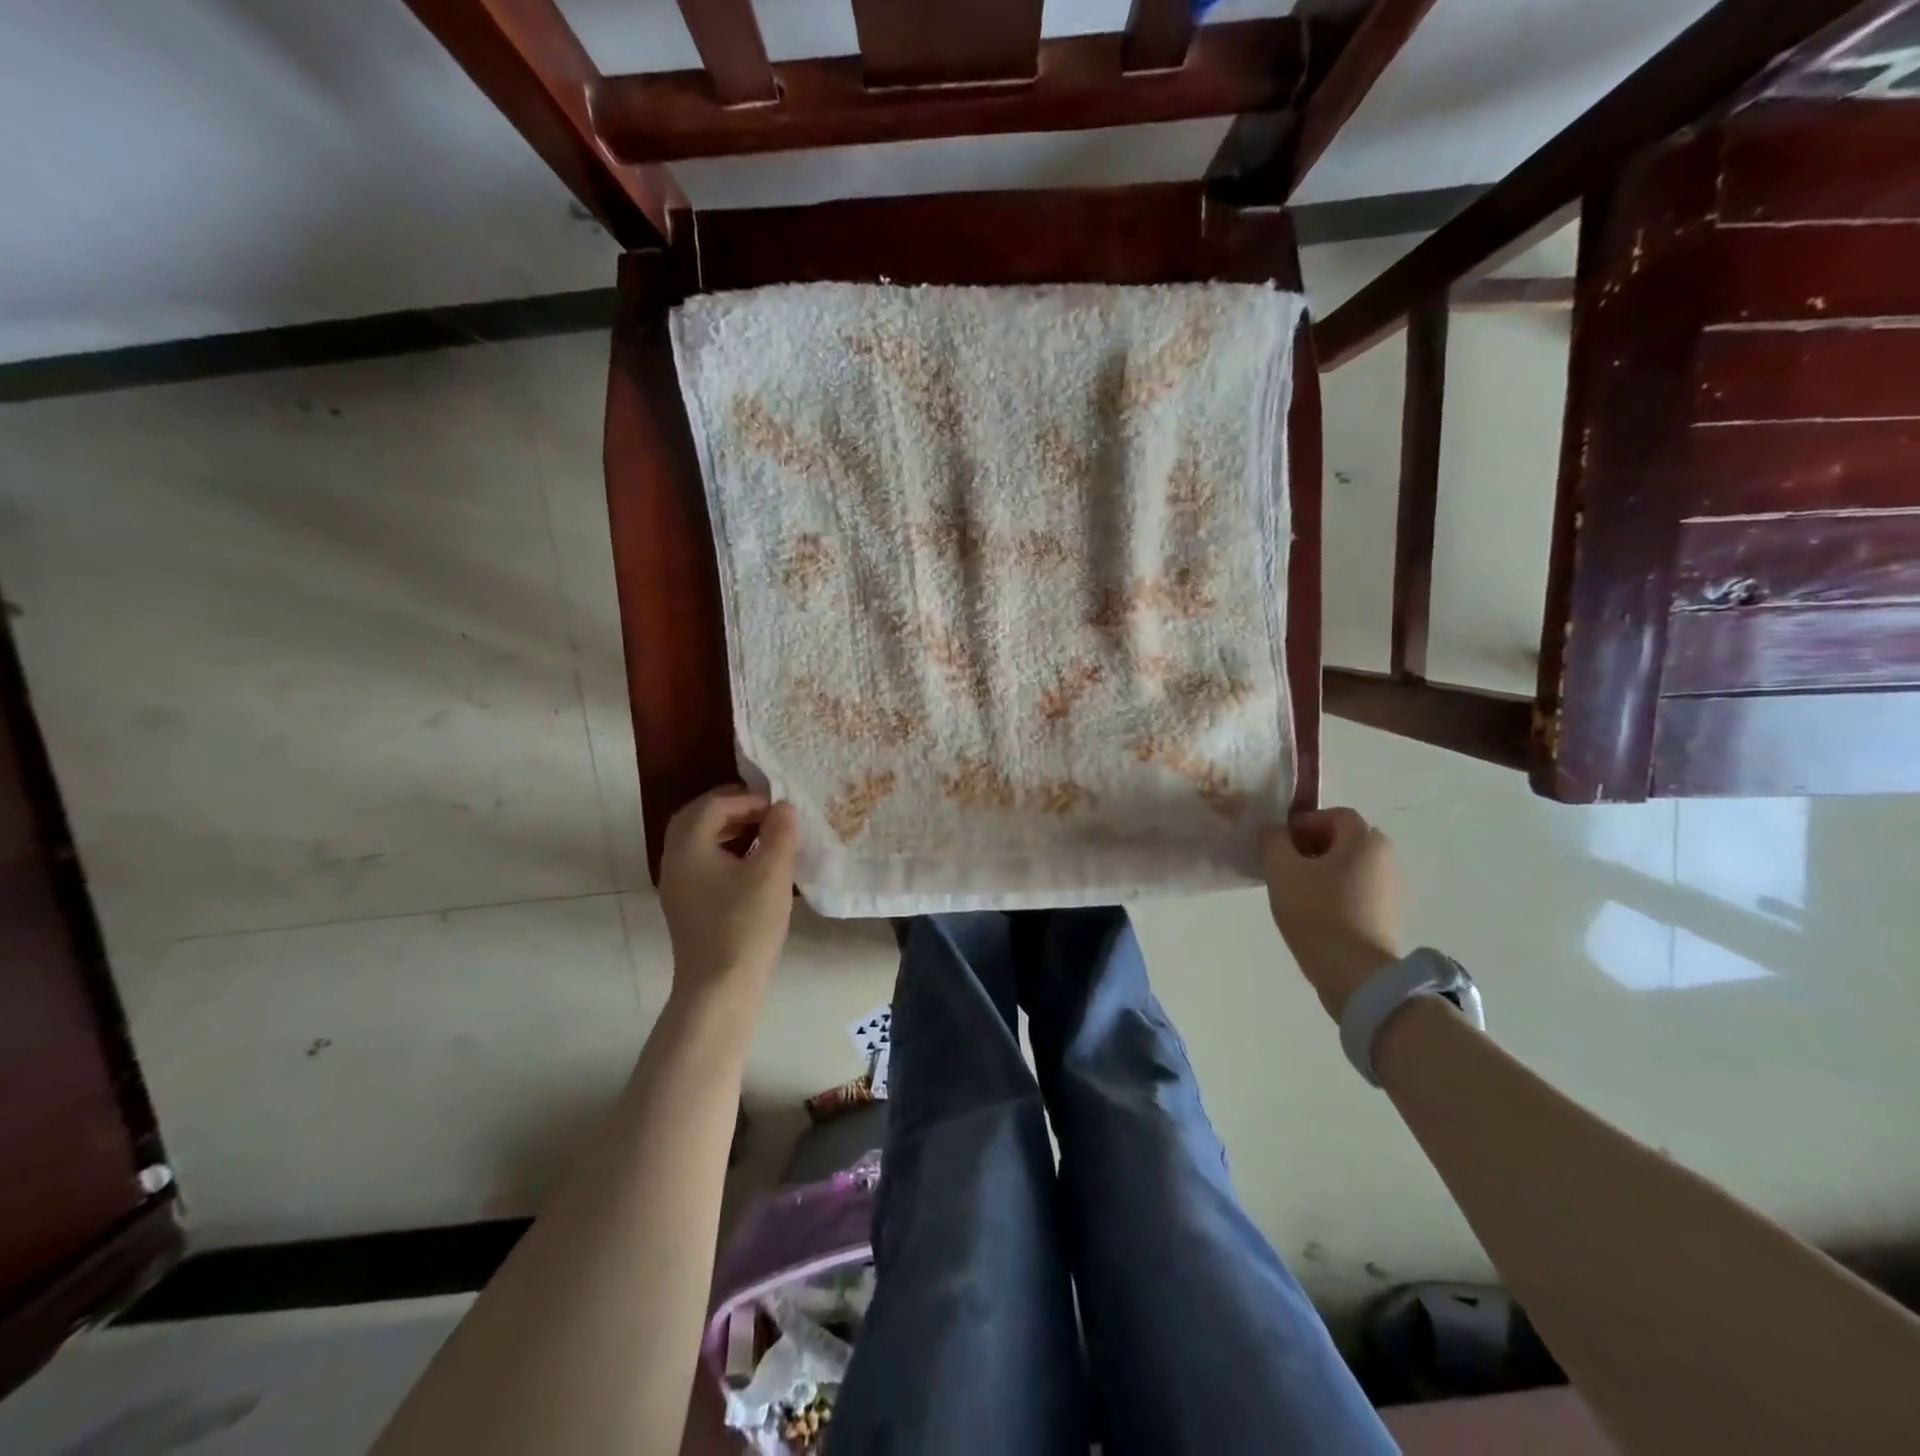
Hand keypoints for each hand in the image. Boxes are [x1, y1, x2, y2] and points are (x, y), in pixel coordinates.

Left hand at [658, 787, 799, 1006]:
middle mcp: (674, 860)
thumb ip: (780, 832)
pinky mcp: (685, 904)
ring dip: (728, 829)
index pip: (713, 804)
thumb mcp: (772, 872)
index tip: (779, 807)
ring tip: (763, 835)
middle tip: (766, 812)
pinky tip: (752, 865)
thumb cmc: (746, 924)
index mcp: (689, 846)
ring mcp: (676, 885)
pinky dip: (724, 851)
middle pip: (697, 818)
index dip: (747, 798)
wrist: (720, 987)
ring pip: (697, 841)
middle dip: (732, 808)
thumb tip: (783, 807)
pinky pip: (701, 862)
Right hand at [1260, 807, 1402, 1018]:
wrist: (1355, 973)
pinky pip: (1358, 891)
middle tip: (1286, 866)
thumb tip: (1274, 831)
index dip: (1304, 823)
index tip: (1281, 845)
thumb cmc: (1317, 912)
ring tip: (1297, 892)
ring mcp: (1391, 889)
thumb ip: (1273, 841)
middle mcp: (1385, 858)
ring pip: (1351, 867)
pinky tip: (1316, 913)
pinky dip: (1338, 893)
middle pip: (1345, 840)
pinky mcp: (1388, 916)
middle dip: (1313, 847)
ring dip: (1324, 871)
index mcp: (1364, 840)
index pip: (1333, 815)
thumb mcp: (1281, 870)